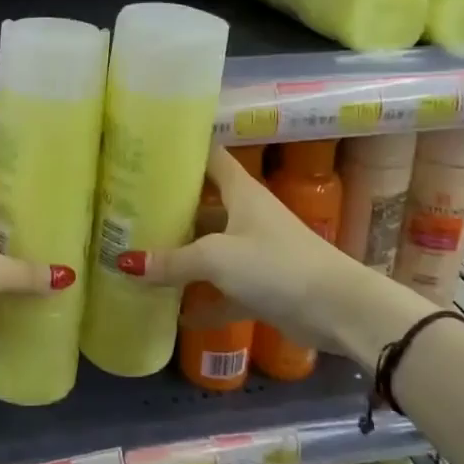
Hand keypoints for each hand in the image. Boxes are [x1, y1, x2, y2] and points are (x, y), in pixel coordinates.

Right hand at [117, 143, 365, 354]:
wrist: (339, 310)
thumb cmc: (276, 264)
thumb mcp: (217, 257)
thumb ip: (173, 261)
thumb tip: (125, 263)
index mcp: (242, 193)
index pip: (210, 159)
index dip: (183, 152)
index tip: (148, 151)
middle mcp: (248, 216)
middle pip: (204, 205)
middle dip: (171, 209)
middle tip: (129, 210)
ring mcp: (256, 252)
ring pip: (211, 248)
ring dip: (183, 255)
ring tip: (140, 256)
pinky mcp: (262, 286)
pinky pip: (223, 289)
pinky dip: (202, 300)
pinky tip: (173, 312)